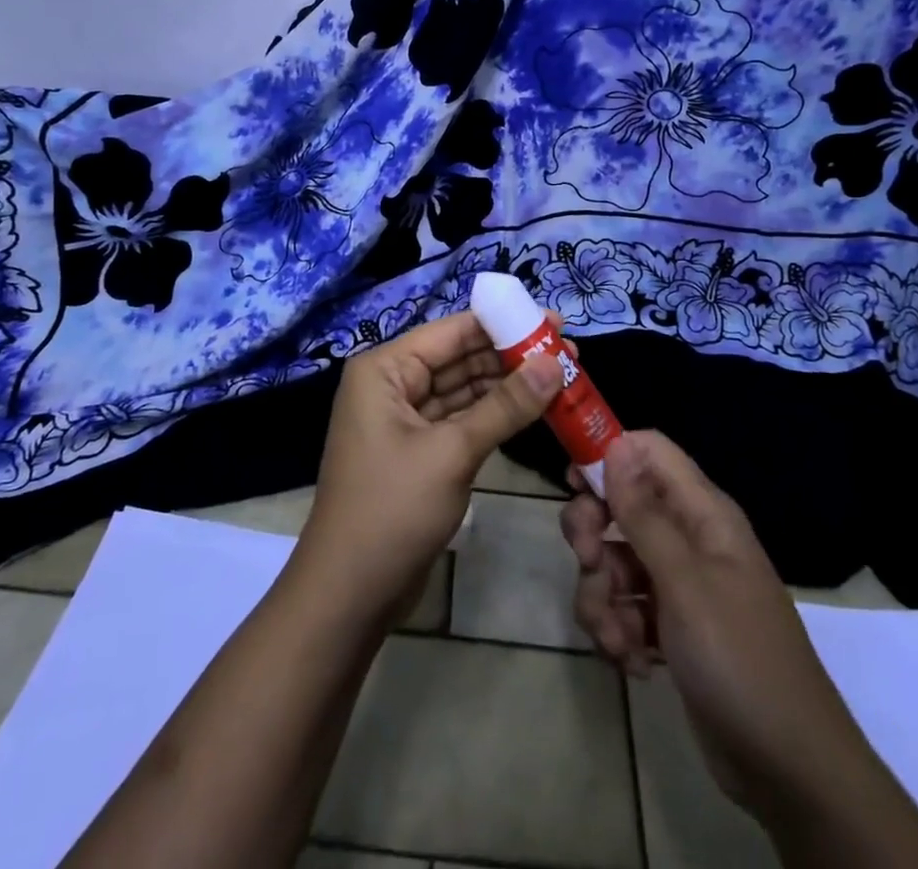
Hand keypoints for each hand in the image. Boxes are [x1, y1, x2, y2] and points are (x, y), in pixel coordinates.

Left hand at [297, 312, 561, 620]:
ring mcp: (405, 419)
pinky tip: (534, 411)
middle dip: (511, 356)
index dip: (504, 324)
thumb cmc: (392, 510)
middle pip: (459, 358)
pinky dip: (494, 416)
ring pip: (464, 390)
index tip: (554, 321)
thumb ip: (505, 406)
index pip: (452, 331)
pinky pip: (461, 420)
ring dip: (508, 386)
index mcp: (385, 369)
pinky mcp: (419, 451)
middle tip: (569, 353)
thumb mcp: (453, 453)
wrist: (348, 596)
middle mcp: (392, 385)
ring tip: (562, 378)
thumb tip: (555, 363)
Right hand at [562, 431, 835, 813]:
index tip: (573, 483)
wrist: (789, 770)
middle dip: (593, 532)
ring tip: (617, 639)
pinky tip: (633, 663)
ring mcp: (679, 583)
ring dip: (601, 596)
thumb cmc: (738, 658)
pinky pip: (624, 605)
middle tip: (588, 562)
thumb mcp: (684, 581)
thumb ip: (643, 512)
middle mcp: (689, 537)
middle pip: (621, 504)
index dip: (608, 455)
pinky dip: (618, 629)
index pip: (648, 452)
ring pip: (614, 560)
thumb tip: (616, 443)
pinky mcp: (669, 625)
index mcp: (702, 512)